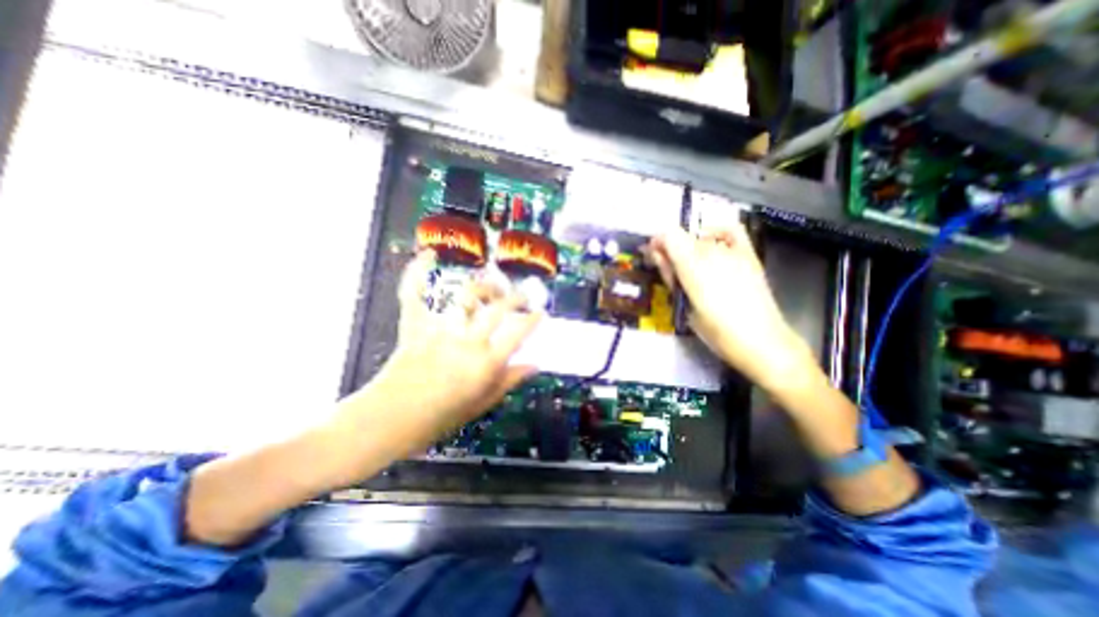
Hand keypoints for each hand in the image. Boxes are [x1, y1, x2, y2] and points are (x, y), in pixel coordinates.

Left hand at [348, 251, 541, 441]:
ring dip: (485, 287)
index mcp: (485, 364)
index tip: (541, 313)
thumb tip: (535, 365)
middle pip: (499, 309)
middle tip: (523, 296)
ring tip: (493, 288)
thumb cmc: (438, 418)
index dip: (533, 320)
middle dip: (516, 298)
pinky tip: (429, 255)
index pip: (518, 333)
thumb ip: (509, 381)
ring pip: (467, 296)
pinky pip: (415, 293)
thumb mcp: (481, 404)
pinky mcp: (414, 325)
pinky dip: (418, 272)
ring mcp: (439, 329)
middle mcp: (467, 342)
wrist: (387, 420)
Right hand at [646, 224, 818, 392]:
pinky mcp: (749, 255)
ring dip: (689, 248)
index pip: (669, 236)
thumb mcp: (684, 306)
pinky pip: (730, 231)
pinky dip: (717, 232)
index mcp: (693, 268)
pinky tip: (712, 243)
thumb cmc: (716, 332)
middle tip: (669, 269)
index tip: (653, 257)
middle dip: (671, 249)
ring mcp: (733, 251)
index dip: (657, 243)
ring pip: (702, 238)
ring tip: (691, 267)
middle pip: (683, 237)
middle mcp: (712, 252)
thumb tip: (656, 255)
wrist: (761, 341)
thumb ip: (670, 276)